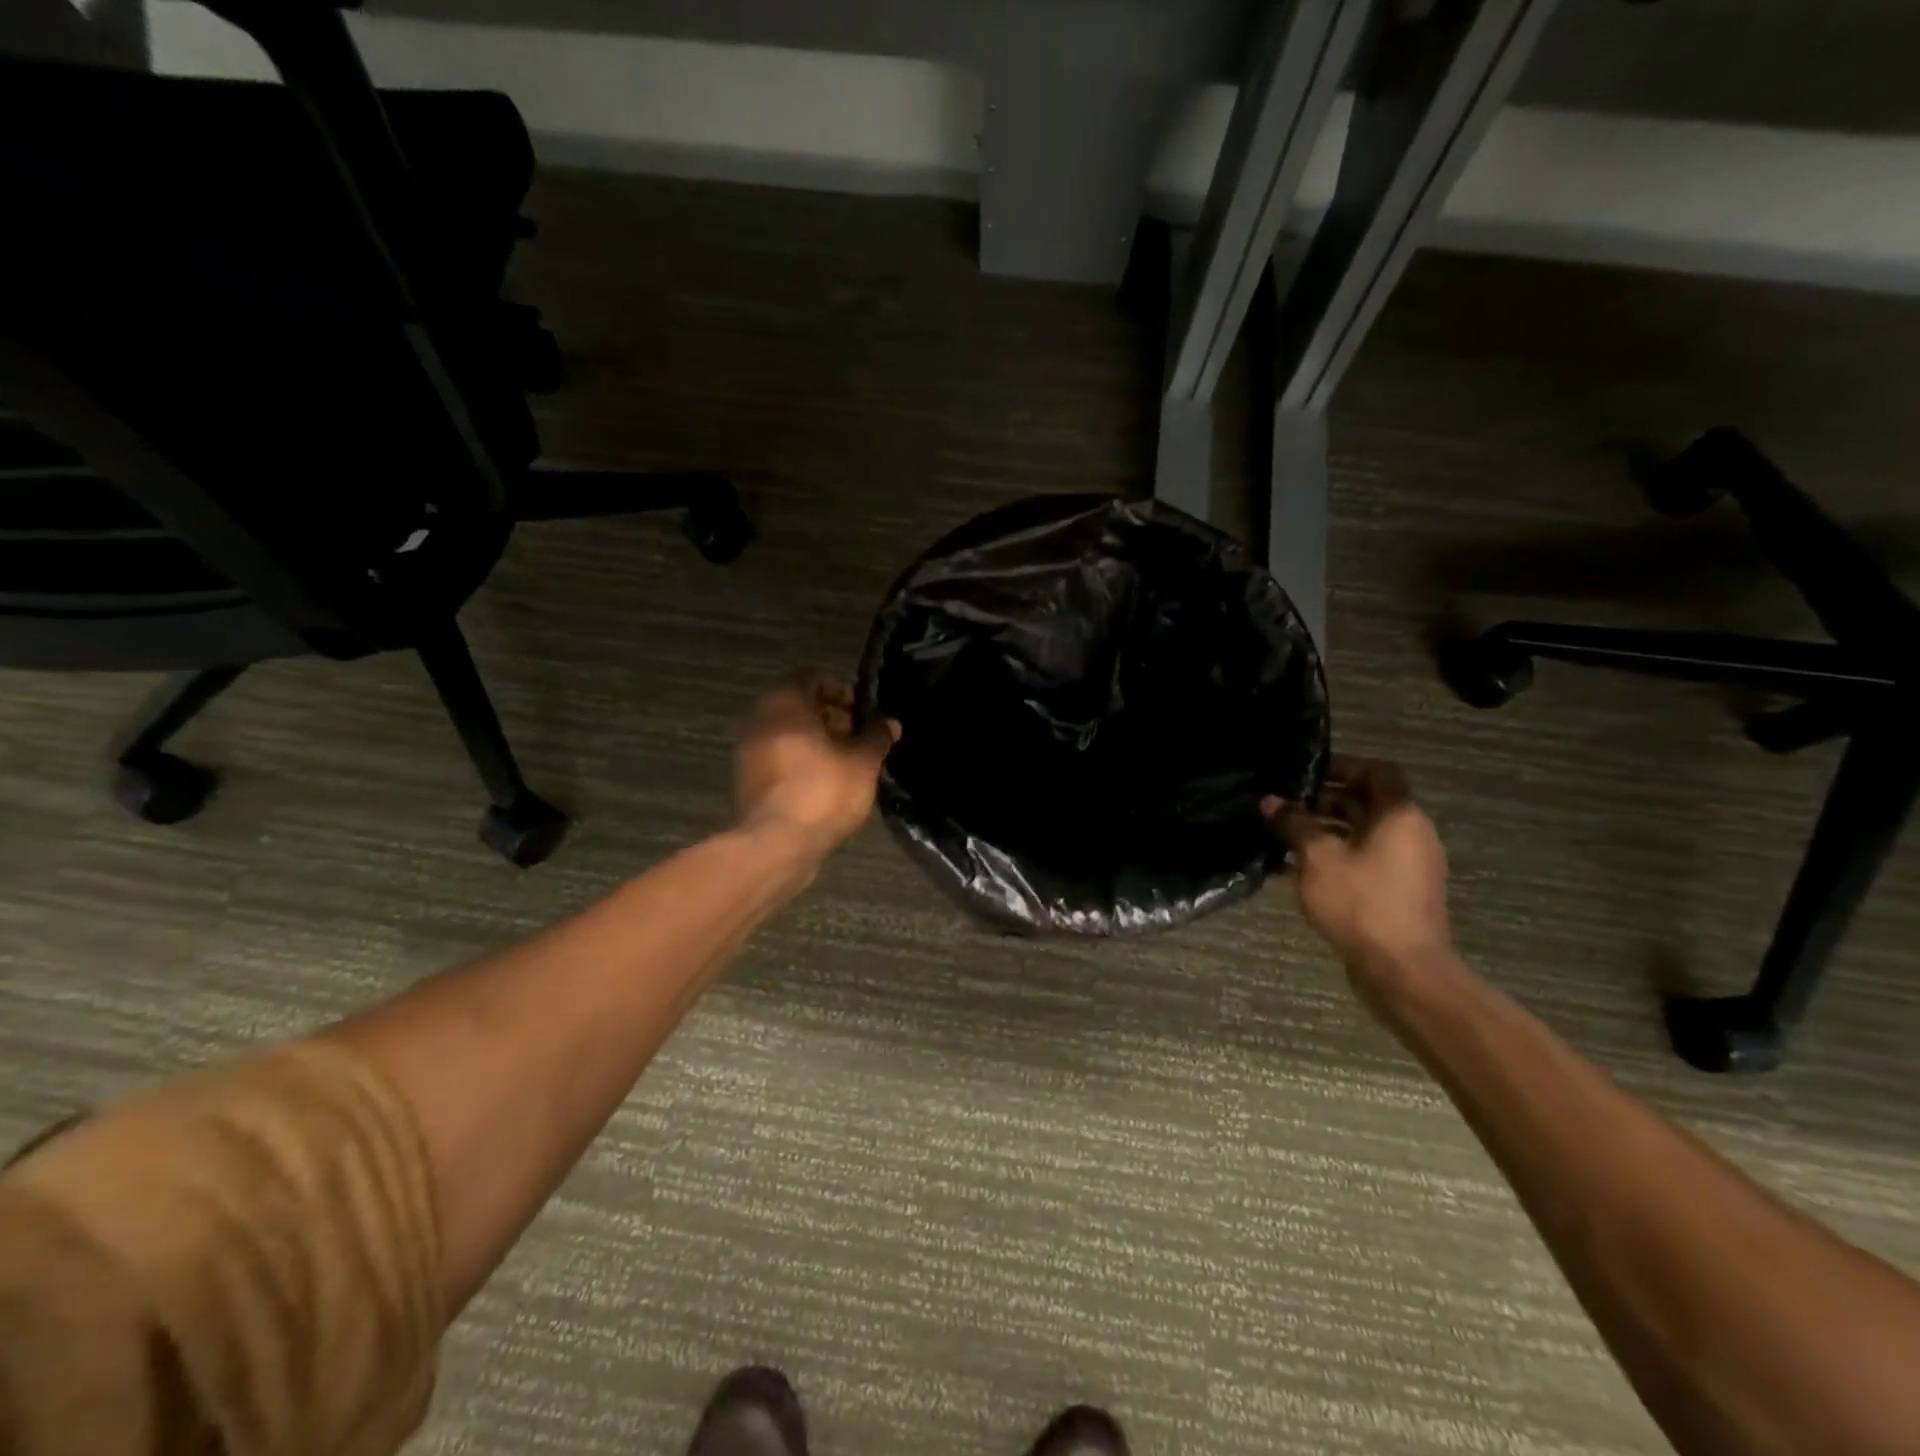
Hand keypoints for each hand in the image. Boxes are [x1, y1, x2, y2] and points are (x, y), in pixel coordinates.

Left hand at [736, 677, 899, 857]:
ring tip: (846, 759)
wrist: (778, 844)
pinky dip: (800, 759)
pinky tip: (825, 780)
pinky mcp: (747, 779)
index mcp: (784, 703)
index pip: (811, 678)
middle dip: (829, 715)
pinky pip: (777, 756)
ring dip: (815, 739)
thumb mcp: (863, 762)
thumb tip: (890, 723)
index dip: (840, 689)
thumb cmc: (823, 791)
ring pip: (786, 732)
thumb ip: (877, 737)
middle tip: (857, 734)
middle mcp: (759, 719)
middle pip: (796, 705)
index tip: (862, 709)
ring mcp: (748, 751)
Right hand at [1262, 757, 1450, 987]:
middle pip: (1367, 804)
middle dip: (1323, 802)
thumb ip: (1293, 824)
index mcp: (1400, 816)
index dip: (1342, 767)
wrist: (1402, 970)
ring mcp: (1408, 866)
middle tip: (1284, 808)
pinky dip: (1334, 858)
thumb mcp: (1317, 857)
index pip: (1377, 772)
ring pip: (1362, 835)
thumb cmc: (1361, 902)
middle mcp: (1411, 834)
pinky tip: (1297, 870)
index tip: (1306, 775)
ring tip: (1283, 838)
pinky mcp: (1399, 893)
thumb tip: (1271, 802)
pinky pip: (1364, 862)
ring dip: (1324, 832)